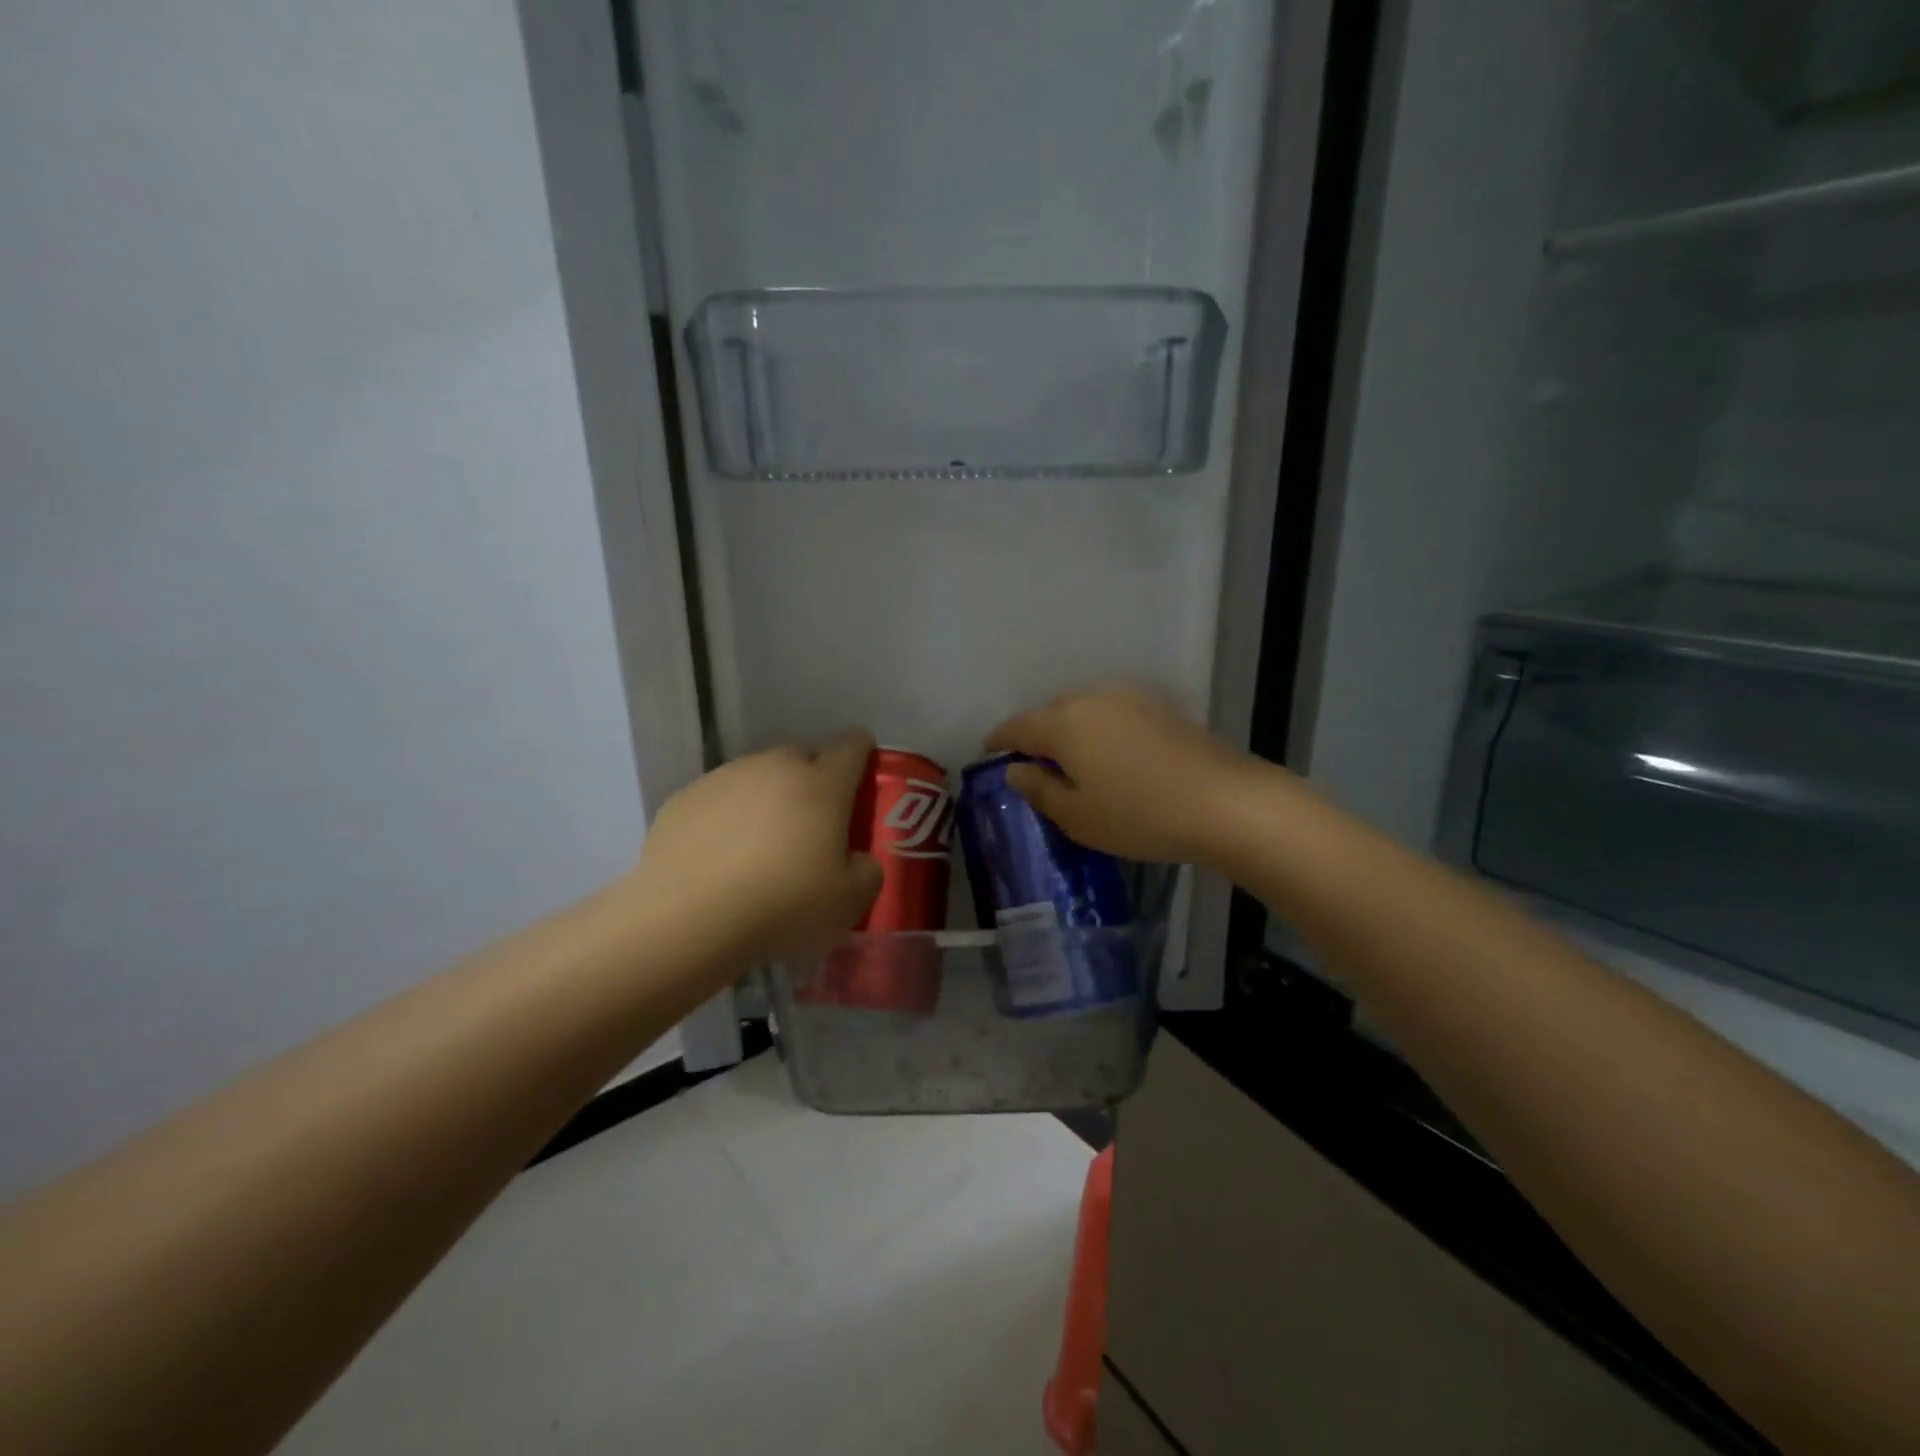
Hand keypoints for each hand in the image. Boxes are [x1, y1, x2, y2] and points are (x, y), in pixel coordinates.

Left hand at [627, 730, 883, 966]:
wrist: (687, 919)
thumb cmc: (783, 905)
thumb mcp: (850, 901)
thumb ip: (867, 869)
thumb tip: (857, 860)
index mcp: (822, 783)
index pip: (852, 746)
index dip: (862, 753)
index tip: (862, 775)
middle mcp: (774, 767)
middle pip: (802, 755)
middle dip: (812, 778)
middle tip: (813, 821)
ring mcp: (724, 778)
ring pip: (758, 775)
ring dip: (767, 797)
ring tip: (761, 844)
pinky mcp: (683, 799)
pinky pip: (719, 798)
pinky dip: (727, 817)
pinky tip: (720, 857)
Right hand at [985, 685, 1264, 865]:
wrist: (1225, 802)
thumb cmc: (1139, 815)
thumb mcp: (1077, 815)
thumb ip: (1038, 789)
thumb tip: (1015, 770)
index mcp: (1062, 722)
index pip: (1016, 726)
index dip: (997, 741)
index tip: (988, 757)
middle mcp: (1091, 697)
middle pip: (1049, 713)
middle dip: (1035, 736)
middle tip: (1031, 768)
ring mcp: (1129, 697)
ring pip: (1082, 710)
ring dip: (1068, 731)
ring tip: (1070, 763)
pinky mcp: (1159, 706)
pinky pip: (1111, 713)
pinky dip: (1098, 730)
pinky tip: (1109, 756)